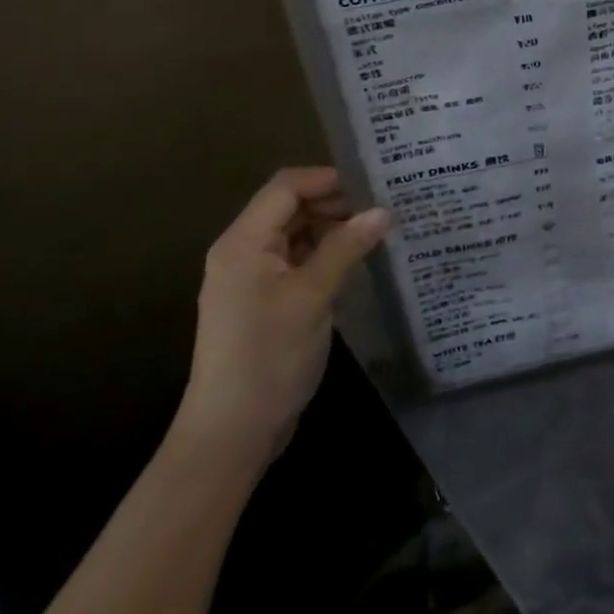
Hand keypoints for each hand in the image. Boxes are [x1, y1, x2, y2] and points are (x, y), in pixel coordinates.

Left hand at [173, 167, 387, 459]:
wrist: (231, 434)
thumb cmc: (268, 357)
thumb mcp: (312, 297)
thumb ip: (345, 248)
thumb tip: (382, 211)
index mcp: (244, 241)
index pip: (286, 187)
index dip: (328, 179)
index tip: (372, 185)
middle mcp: (243, 251)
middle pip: (290, 207)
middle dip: (334, 203)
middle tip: (382, 208)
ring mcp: (251, 278)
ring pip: (295, 234)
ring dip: (332, 229)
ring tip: (376, 231)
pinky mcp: (263, 302)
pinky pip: (295, 261)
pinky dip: (324, 255)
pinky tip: (355, 261)